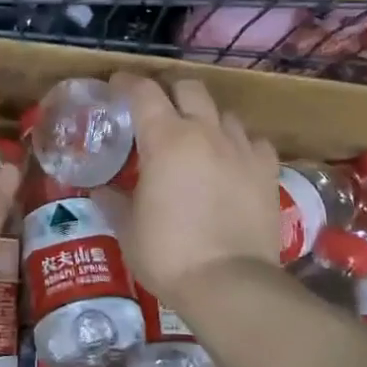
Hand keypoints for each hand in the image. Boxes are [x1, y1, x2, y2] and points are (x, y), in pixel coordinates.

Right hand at [111, 72, 279, 300]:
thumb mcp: (128, 229)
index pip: (144, 92)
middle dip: (171, 91)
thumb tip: (99, 191)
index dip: (127, 82)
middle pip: (190, 87)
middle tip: (158, 110)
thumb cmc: (168, 254)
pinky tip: (233, 161)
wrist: (230, 284)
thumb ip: (113, 201)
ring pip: (224, 113)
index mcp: (165, 139)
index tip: (116, 85)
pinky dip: (240, 144)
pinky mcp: (268, 171)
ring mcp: (241, 149)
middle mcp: (205, 132)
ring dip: (207, 118)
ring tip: (198, 138)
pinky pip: (254, 141)